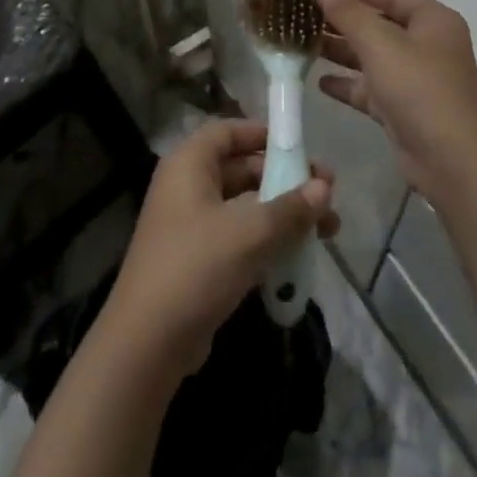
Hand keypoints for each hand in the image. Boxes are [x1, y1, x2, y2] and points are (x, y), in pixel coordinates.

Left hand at [103, 119, 337, 375]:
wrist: (147, 344)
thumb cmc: (196, 268)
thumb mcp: (249, 233)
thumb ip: (290, 208)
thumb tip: (324, 186)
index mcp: (189, 165)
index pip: (227, 132)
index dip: (263, 134)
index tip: (300, 146)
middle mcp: (187, 187)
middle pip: (242, 169)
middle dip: (286, 180)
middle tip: (327, 193)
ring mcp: (191, 226)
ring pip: (245, 207)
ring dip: (284, 214)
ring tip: (329, 228)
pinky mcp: (198, 261)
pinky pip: (239, 237)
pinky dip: (268, 241)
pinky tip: (301, 255)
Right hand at [316, 0, 476, 199]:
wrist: (452, 162)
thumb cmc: (419, 90)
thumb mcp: (380, 44)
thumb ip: (349, 13)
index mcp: (432, 20)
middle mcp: (427, 44)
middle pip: (380, 24)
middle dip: (343, 20)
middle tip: (303, 14)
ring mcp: (417, 79)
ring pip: (373, 57)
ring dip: (342, 51)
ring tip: (303, 44)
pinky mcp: (405, 109)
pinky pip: (372, 88)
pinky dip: (349, 83)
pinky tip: (319, 81)